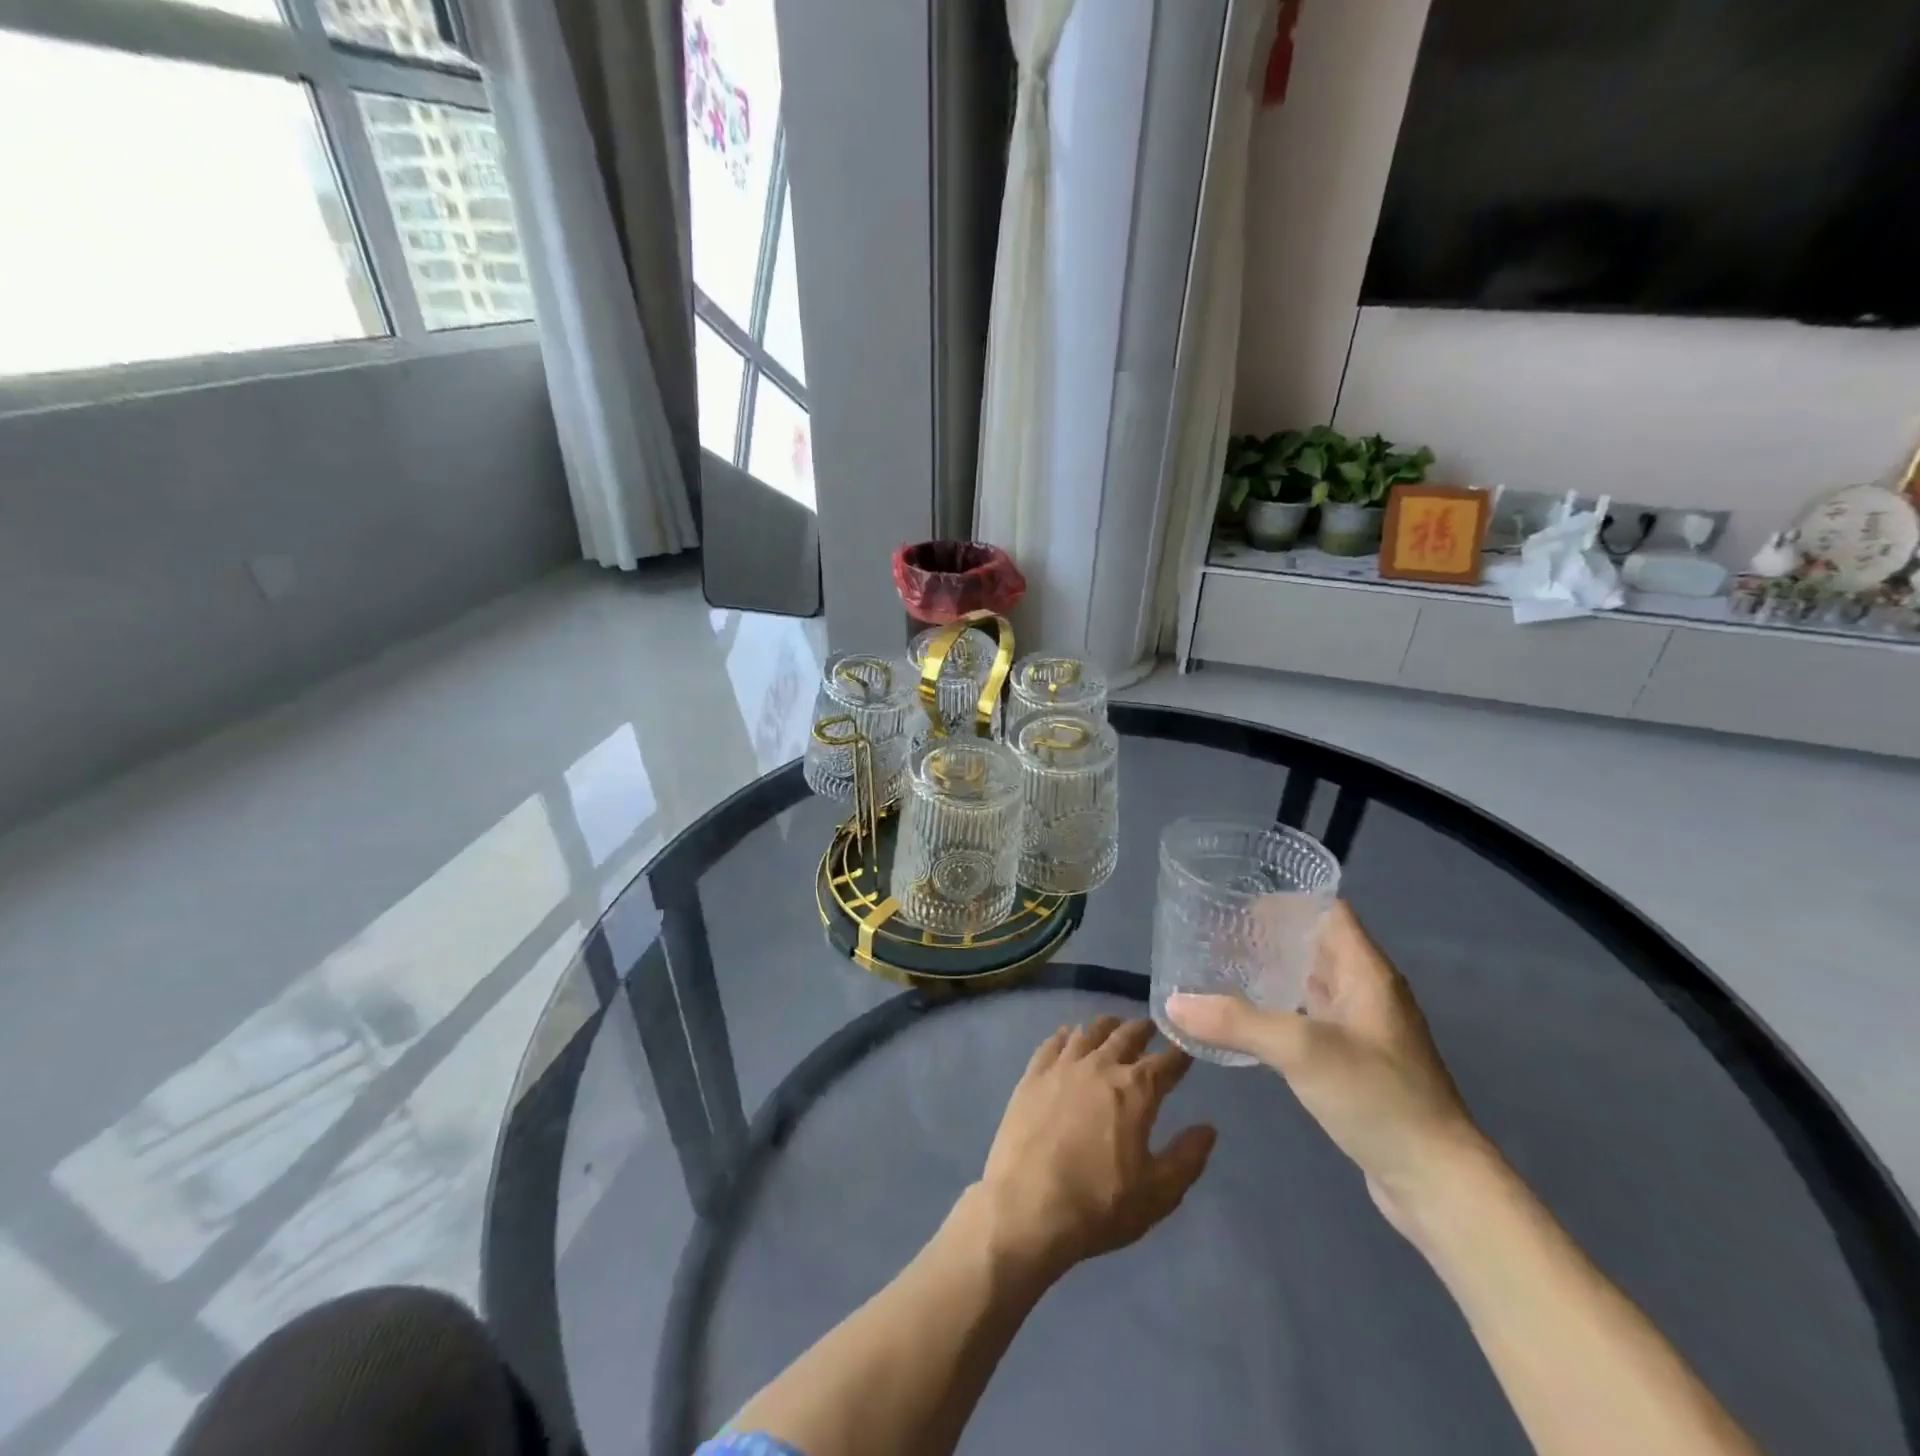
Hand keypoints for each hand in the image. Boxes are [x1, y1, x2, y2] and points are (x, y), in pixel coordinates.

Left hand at [977, 1016, 1215, 1277]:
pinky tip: (1068, 1035)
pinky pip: (1053, 1043)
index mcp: (1135, 1090)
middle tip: (1151, 1027)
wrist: (1027, 1207)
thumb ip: (1187, 1157)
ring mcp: (1062, 1066)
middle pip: (1126, 1035)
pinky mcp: (1033, 1075)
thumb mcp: (1157, 1194)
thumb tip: (1208, 1128)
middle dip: (1143, 1030)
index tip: (1187, 1046)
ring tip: (1114, 1025)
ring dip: (1106, 1026)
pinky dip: (1066, 1035)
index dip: (1180, 1053)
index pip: (1166, 1062)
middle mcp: (1100, 1066)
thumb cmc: (1099, 1205)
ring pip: (1089, 1032)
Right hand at [1166, 901, 1484, 1234]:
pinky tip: (1249, 1021)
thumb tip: (1173, 1002)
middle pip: (1317, 945)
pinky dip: (1281, 1010)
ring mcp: (1364, 1031)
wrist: (1437, 1183)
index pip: (1329, 911)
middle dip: (1271, 935)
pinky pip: (1312, 1019)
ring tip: (1224, 969)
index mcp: (1367, 973)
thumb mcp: (1301, 1050)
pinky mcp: (1356, 1064)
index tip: (1238, 900)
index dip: (1288, 899)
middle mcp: (1368, 993)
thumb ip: (1236, 1021)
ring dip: (1275, 973)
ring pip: (1313, 984)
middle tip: (1218, 933)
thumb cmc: (1377, 1097)